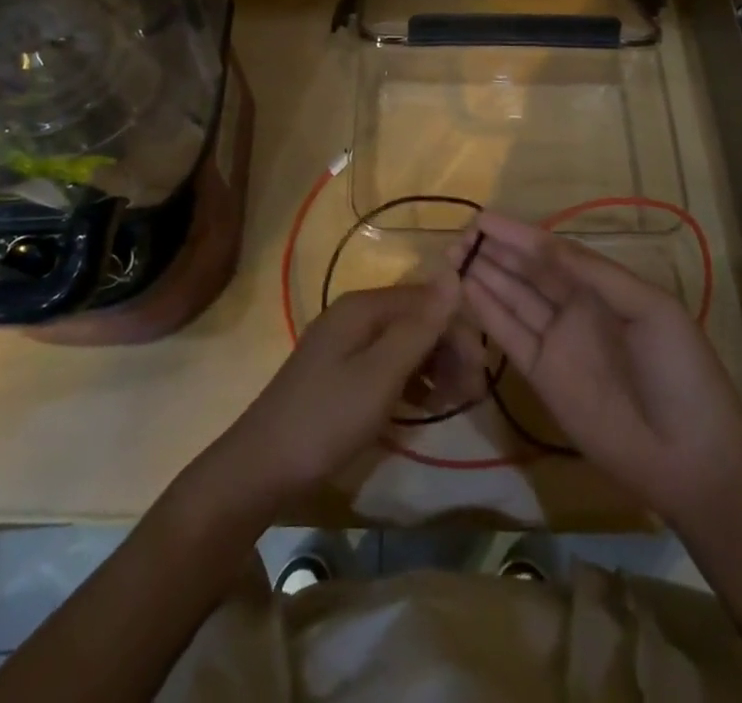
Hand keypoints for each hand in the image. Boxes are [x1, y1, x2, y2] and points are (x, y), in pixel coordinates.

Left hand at [205, 275, 460, 511]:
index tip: (481, 373)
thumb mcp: (380, 376)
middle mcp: (355, 314)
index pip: (427, 300)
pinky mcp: (340, 371)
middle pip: (416, 318)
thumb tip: (455, 273)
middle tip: (470, 396)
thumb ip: (419, 327)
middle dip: (448, 350)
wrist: (261, 468)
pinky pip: (387, 362)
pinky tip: (424, 405)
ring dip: (434, 366)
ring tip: (452, 403)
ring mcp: (345, 343)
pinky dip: (411, 379)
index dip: (458, 330)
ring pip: (404, 341)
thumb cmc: (326, 420)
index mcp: (363, 307)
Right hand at [459, 212, 741, 525]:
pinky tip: (466, 289)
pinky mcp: (542, 377)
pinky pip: (510, 336)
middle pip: (527, 271)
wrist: (691, 458)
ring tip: (452, 255)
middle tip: (458, 236)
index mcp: (603, 287)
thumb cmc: (679, 373)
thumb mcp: (649, 309)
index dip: (518, 235)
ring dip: (484, 275)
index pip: (551, 251)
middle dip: (494, 251)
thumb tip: (544, 244)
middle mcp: (575, 307)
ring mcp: (557, 342)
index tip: (482, 219)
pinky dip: (487, 312)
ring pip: (513, 298)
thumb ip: (594, 275)